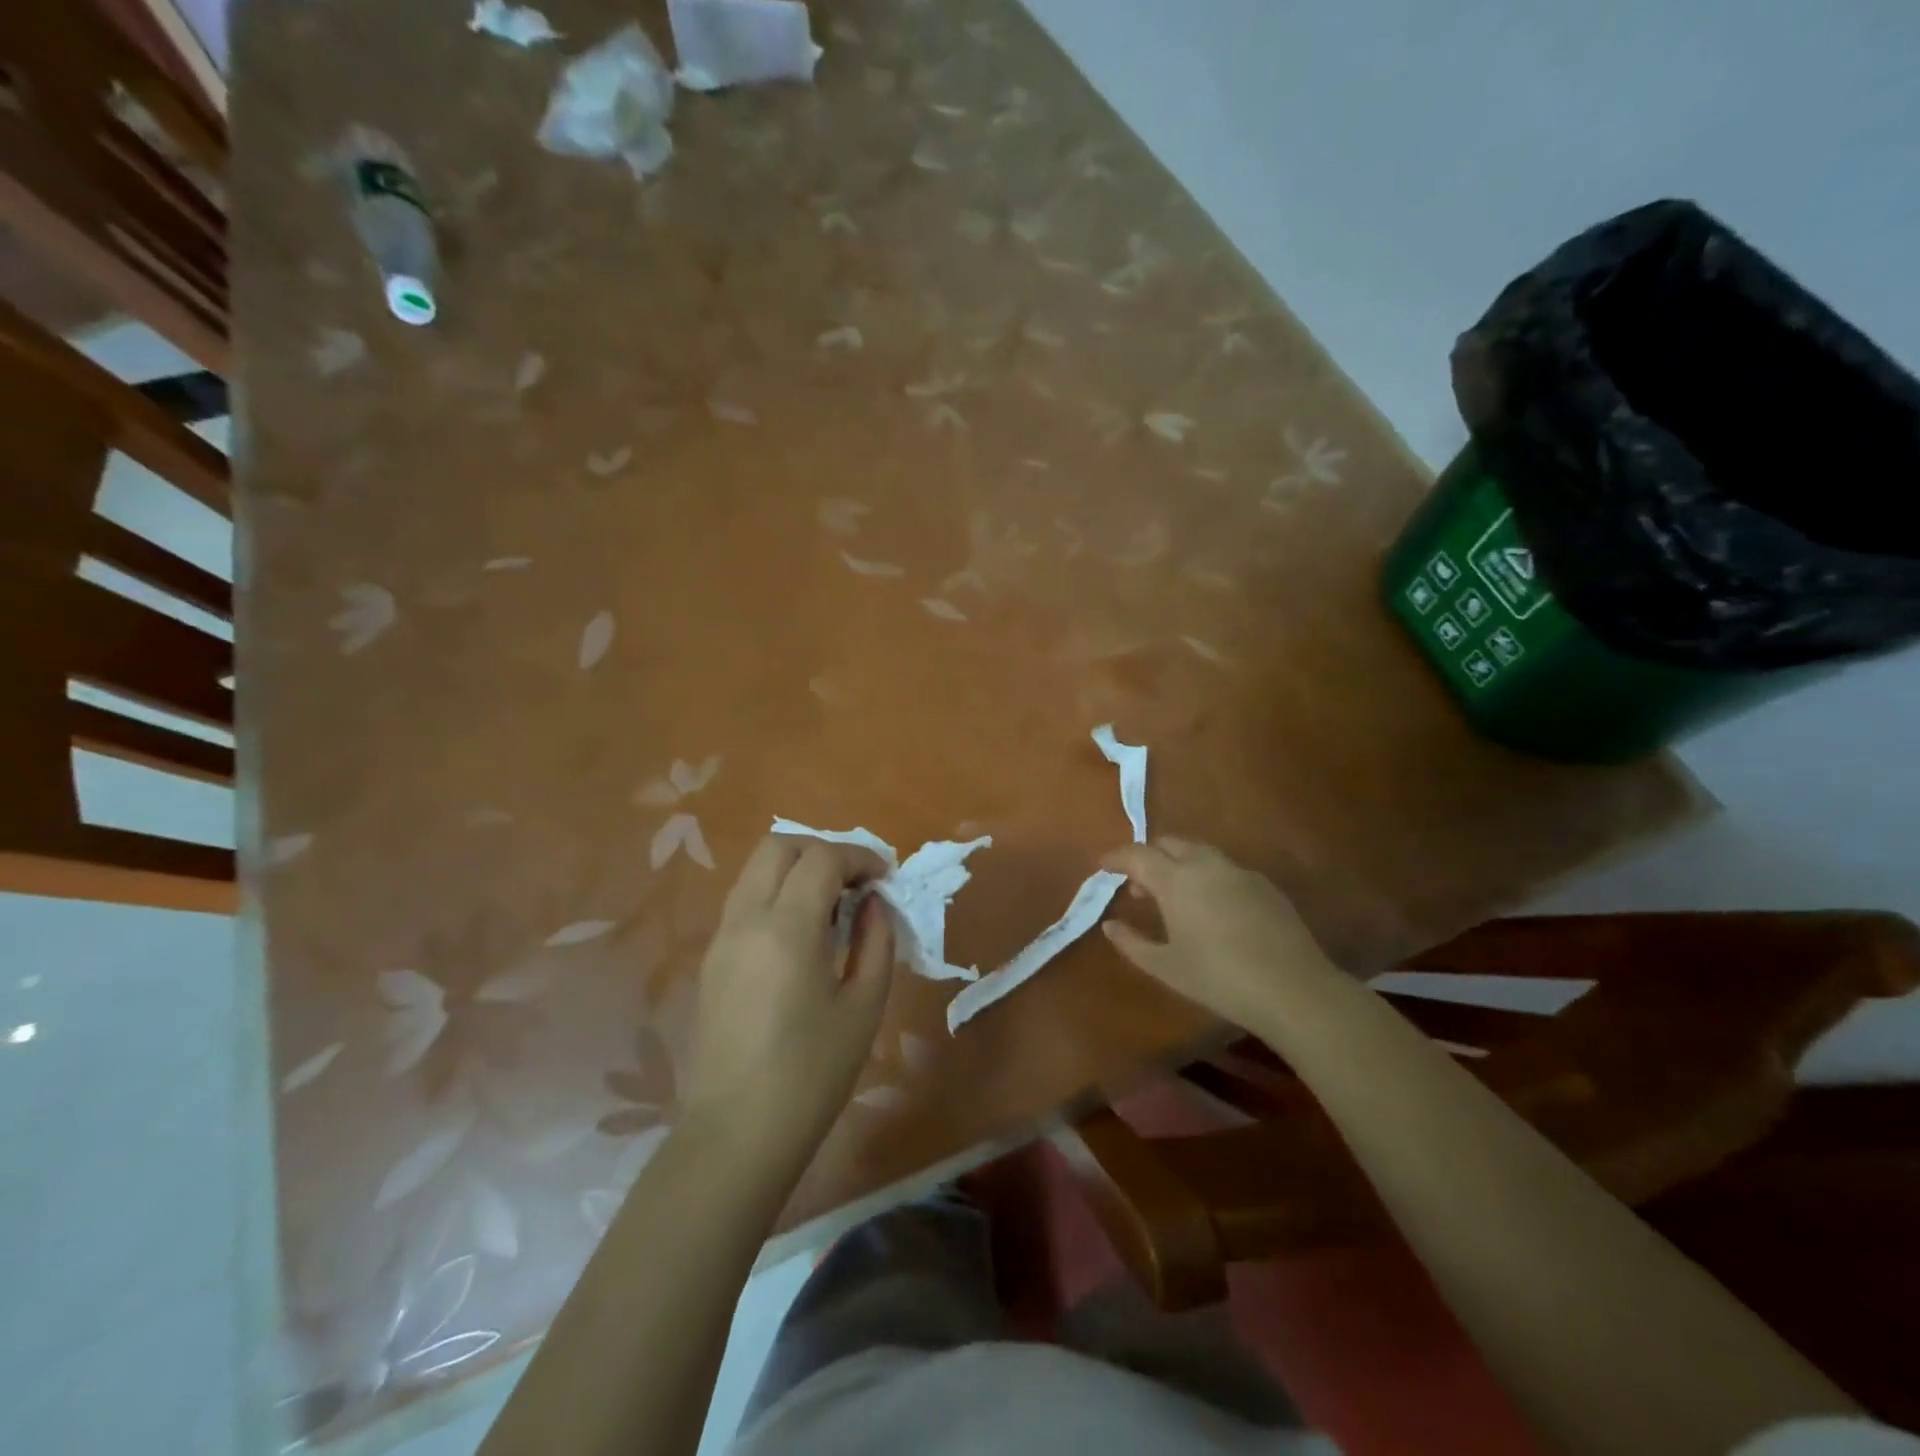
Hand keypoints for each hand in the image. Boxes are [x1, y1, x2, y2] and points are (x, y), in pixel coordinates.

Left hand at [685, 836, 894, 1157]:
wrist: (737, 1133)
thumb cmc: (812, 1073)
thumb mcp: (864, 1006)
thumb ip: (876, 941)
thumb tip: (874, 903)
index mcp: (787, 929)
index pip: (822, 858)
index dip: (859, 856)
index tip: (885, 876)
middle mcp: (746, 919)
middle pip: (779, 846)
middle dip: (823, 850)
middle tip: (856, 882)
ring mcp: (722, 937)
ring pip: (755, 869)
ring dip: (797, 868)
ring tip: (832, 904)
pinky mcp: (712, 958)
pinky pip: (745, 900)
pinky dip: (776, 892)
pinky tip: (802, 932)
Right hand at [1100, 837, 1336, 1030]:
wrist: (1294, 990)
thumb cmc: (1219, 979)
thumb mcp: (1166, 967)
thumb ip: (1132, 943)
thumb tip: (1110, 925)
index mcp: (1176, 879)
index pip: (1137, 855)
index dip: (1116, 857)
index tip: (1102, 866)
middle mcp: (1206, 864)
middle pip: (1169, 844)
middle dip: (1149, 857)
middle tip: (1139, 886)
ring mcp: (1240, 871)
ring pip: (1199, 852)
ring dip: (1178, 864)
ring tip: (1174, 898)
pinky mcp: (1265, 885)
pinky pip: (1224, 869)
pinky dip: (1207, 876)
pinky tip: (1212, 909)